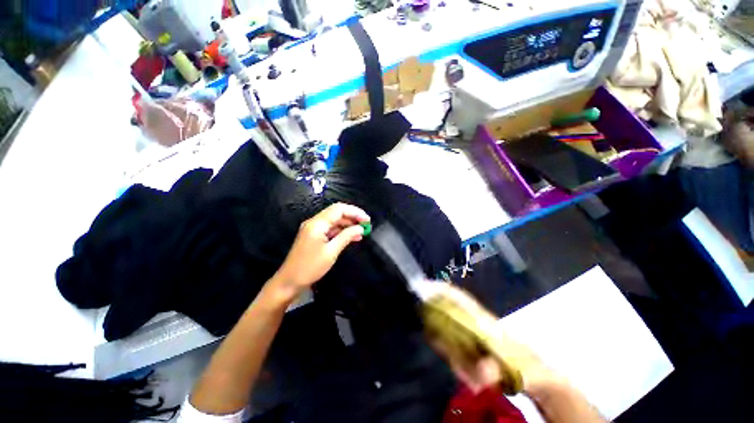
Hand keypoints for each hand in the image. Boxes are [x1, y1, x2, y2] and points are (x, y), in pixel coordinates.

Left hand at [271, 203, 369, 299]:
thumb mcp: (331, 252)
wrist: (289, 281)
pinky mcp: (314, 236)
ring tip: (362, 232)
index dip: (355, 212)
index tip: (367, 220)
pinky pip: (330, 229)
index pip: (339, 209)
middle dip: (352, 217)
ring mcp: (313, 229)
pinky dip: (341, 231)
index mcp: (317, 223)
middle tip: (366, 225)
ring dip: (348, 224)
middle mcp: (315, 222)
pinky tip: (352, 237)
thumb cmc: (310, 267)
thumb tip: (360, 228)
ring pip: (334, 221)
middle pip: (337, 213)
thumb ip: (346, 237)